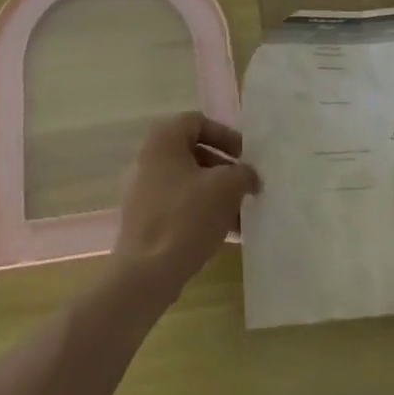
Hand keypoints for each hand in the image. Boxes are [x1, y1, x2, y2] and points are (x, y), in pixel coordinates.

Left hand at [109, 113, 260, 299]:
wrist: (147, 273)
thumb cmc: (186, 217)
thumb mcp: (226, 188)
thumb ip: (243, 173)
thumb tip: (249, 175)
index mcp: (163, 141)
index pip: (198, 122)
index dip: (225, 135)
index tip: (245, 157)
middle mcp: (149, 159)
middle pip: (194, 153)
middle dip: (225, 169)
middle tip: (246, 186)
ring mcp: (144, 191)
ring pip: (189, 183)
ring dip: (218, 194)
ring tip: (242, 215)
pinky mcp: (145, 219)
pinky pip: (180, 205)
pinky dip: (203, 212)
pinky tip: (227, 233)